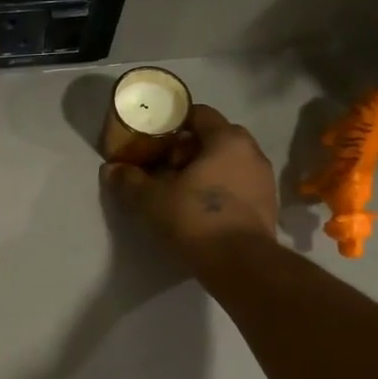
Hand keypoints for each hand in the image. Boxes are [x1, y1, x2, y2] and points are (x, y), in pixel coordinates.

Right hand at [101, 105, 279, 269]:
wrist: (240, 264)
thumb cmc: (194, 218)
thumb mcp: (151, 199)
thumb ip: (129, 180)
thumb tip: (110, 169)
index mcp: (227, 139)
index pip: (199, 113)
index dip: (173, 123)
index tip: (154, 140)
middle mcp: (251, 152)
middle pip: (214, 138)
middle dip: (188, 150)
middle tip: (164, 169)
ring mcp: (264, 179)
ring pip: (228, 164)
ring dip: (204, 172)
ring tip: (180, 192)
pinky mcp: (267, 206)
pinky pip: (238, 186)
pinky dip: (219, 191)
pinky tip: (200, 211)